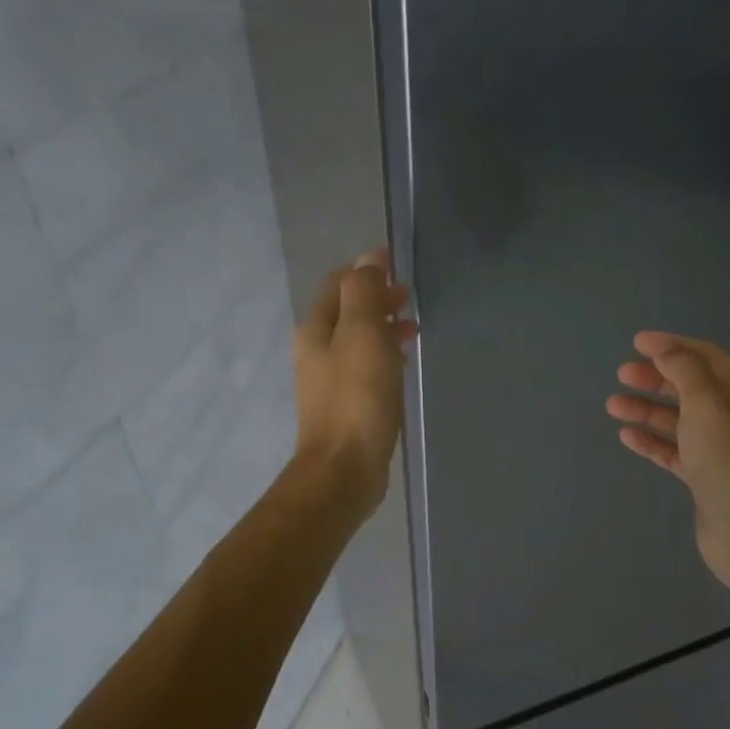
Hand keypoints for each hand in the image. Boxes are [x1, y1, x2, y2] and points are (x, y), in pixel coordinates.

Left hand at [293, 248, 417, 515]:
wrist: (344, 469)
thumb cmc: (356, 398)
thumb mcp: (362, 334)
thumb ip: (364, 293)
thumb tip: (368, 259)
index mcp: (316, 329)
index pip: (339, 284)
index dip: (367, 270)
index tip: (398, 265)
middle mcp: (317, 351)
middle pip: (348, 311)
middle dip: (378, 298)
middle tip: (410, 296)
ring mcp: (330, 380)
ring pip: (358, 340)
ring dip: (383, 326)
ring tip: (414, 327)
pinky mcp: (346, 405)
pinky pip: (365, 366)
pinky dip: (384, 354)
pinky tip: (402, 363)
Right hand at [607, 331, 729, 597]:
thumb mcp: (708, 405)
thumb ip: (685, 371)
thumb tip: (665, 348)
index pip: (706, 358)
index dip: (671, 346)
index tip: (636, 343)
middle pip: (691, 387)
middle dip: (656, 378)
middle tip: (622, 374)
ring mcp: (722, 450)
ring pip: (679, 420)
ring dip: (647, 410)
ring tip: (613, 405)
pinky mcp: (706, 478)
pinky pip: (675, 451)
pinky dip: (652, 441)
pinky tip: (627, 436)